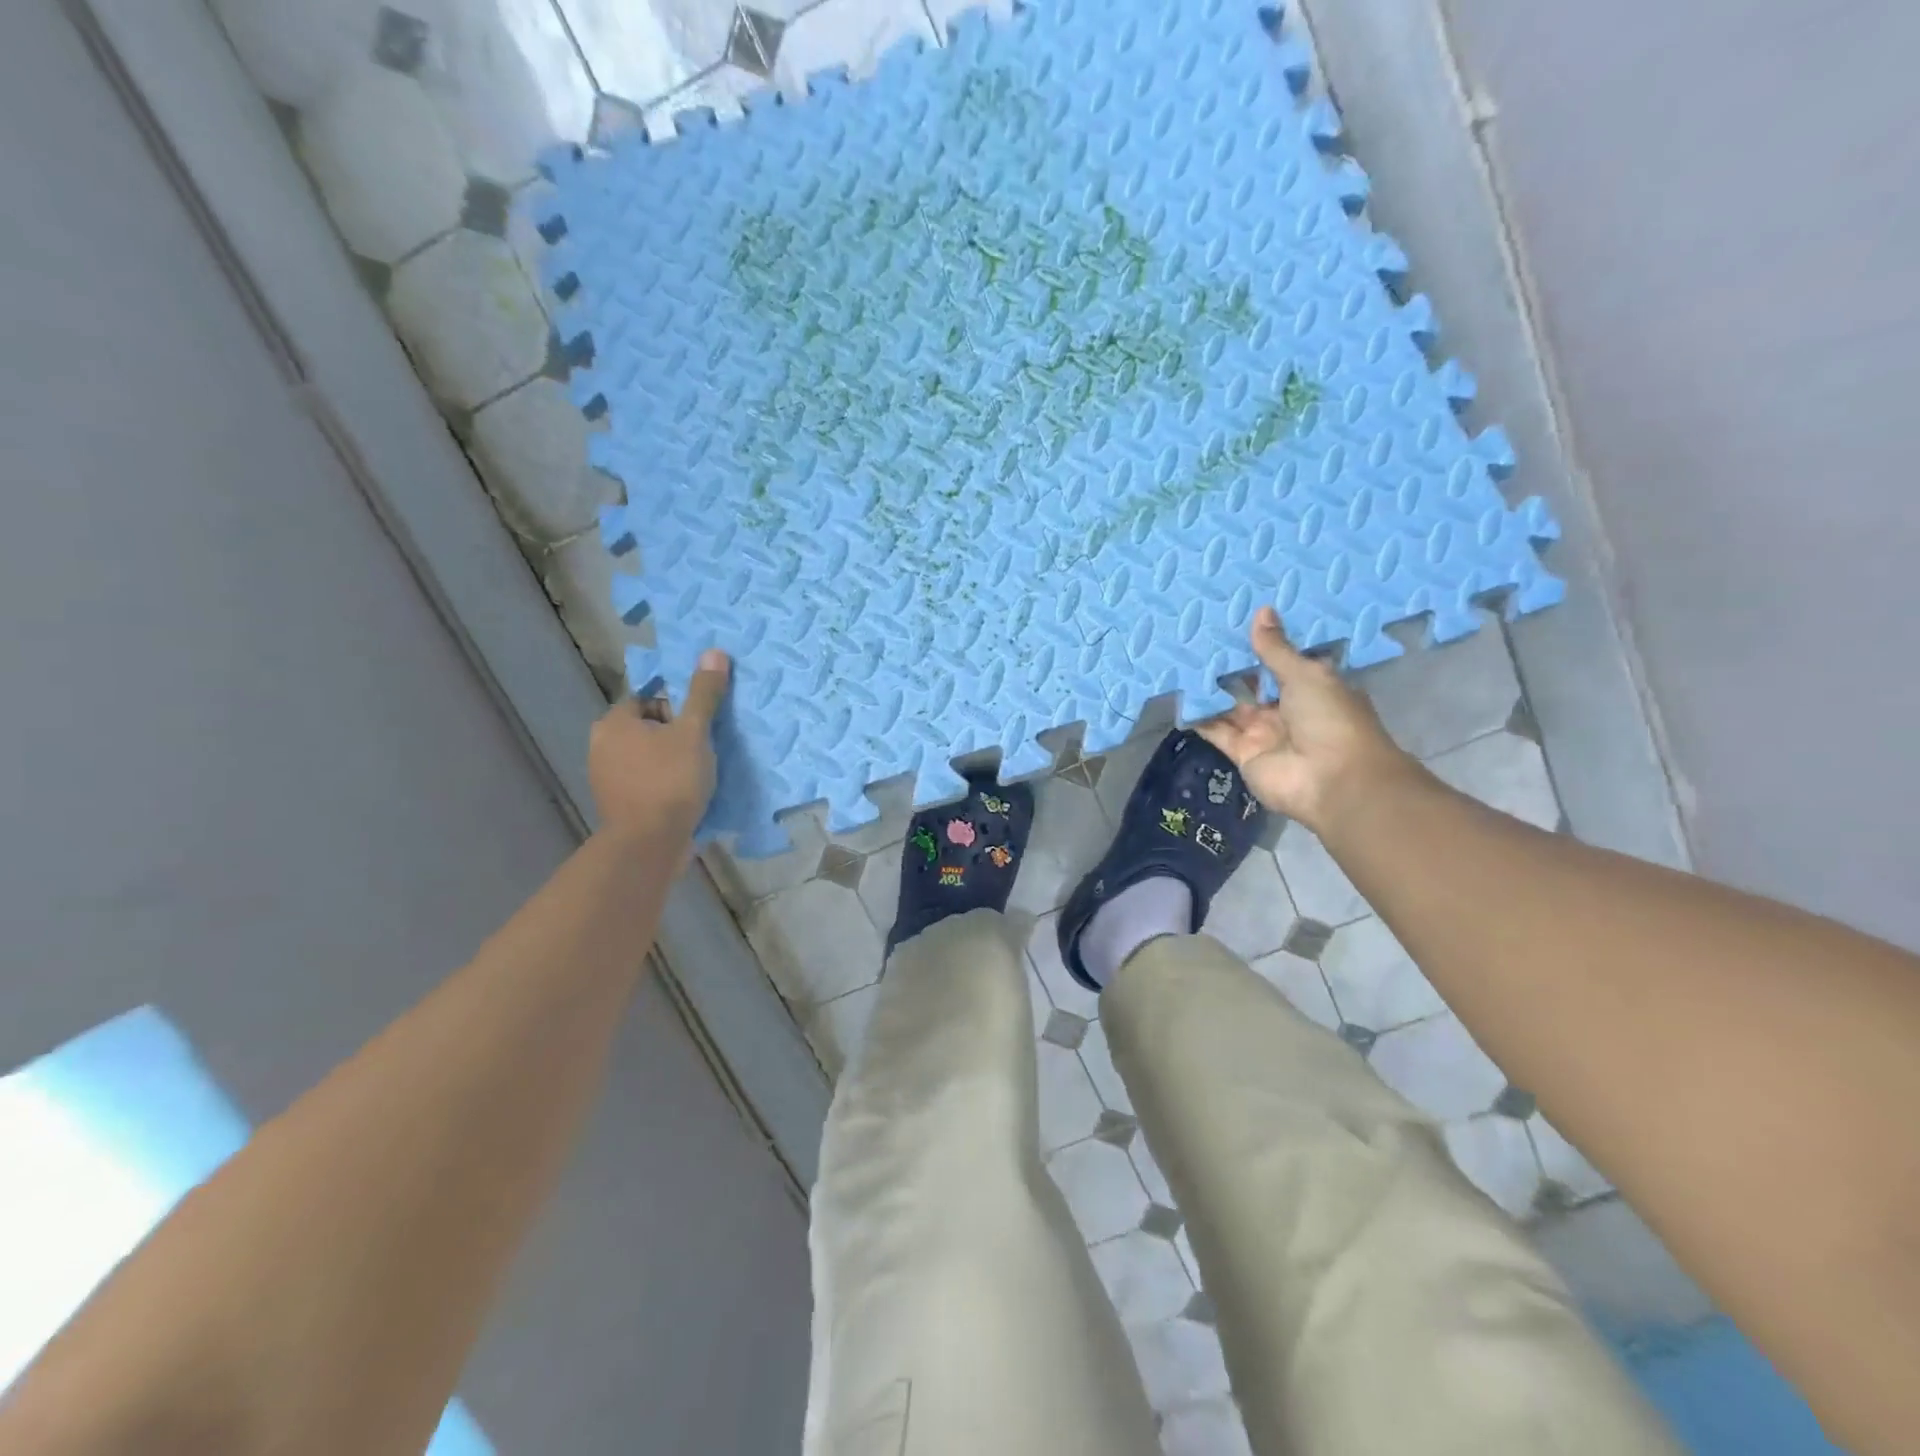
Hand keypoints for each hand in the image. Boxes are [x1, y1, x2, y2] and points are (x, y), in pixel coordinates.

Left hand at [588, 648, 730, 844]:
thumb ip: (703, 694)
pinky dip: (665, 786)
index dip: (678, 710)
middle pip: (649, 728)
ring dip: (672, 762)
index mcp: (614, 722)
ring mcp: (606, 778)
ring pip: (648, 757)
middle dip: (676, 737)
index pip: (649, 699)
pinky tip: (686, 797)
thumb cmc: (669, 780)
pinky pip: (646, 783)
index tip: (699, 728)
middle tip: (703, 751)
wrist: (649, 844)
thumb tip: (714, 652)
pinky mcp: (618, 806)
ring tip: (699, 774)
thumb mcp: (694, 732)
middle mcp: (601, 746)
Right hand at [1195, 607, 1416, 833]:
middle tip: (1199, 637)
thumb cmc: (1330, 719)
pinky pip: (1217, 731)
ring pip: (1232, 707)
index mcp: (1313, 688)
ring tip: (1183, 662)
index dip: (1263, 645)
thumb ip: (1276, 649)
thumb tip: (1262, 612)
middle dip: (1231, 666)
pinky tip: (1179, 697)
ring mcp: (1265, 733)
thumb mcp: (1306, 675)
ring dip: (1211, 689)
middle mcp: (1288, 710)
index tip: (1237, 621)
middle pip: (1254, 685)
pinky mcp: (1243, 754)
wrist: (1332, 781)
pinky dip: (1200, 718)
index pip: (1284, 662)